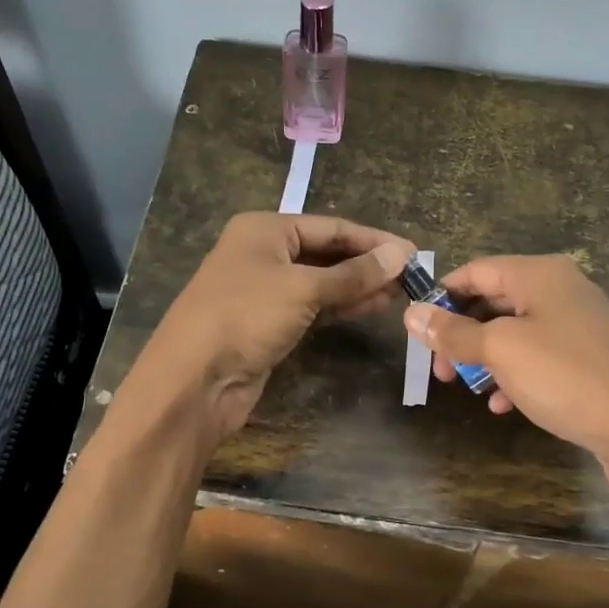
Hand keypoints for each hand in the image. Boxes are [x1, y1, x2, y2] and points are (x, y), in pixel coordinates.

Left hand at [124, 212, 413, 443]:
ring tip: (400, 293)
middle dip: (367, 264)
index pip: (331, 226)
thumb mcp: (303, 288)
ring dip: (358, 287)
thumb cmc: (245, 316)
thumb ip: (353, 274)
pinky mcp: (268, 324)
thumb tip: (401, 254)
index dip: (373, 239)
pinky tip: (371, 308)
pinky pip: (312, 307)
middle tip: (411, 277)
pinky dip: (340, 307)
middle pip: (326, 253)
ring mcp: (265, 290)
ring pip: (321, 282)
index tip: (413, 253)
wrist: (195, 380)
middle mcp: (263, 253)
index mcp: (265, 229)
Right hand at [403, 255, 608, 508]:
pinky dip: (516, 374)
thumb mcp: (501, 350)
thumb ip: (454, 331)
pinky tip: (504, 405)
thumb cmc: (567, 377)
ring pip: (516, 333)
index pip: (476, 271)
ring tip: (466, 388)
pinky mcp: (592, 359)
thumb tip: (411, 313)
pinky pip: (541, 357)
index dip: (442, 297)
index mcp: (541, 274)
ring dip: (485, 358)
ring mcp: (581, 325)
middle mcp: (563, 290)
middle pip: (495, 301)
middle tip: (440, 368)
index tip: (418, 331)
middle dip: (461, 333)